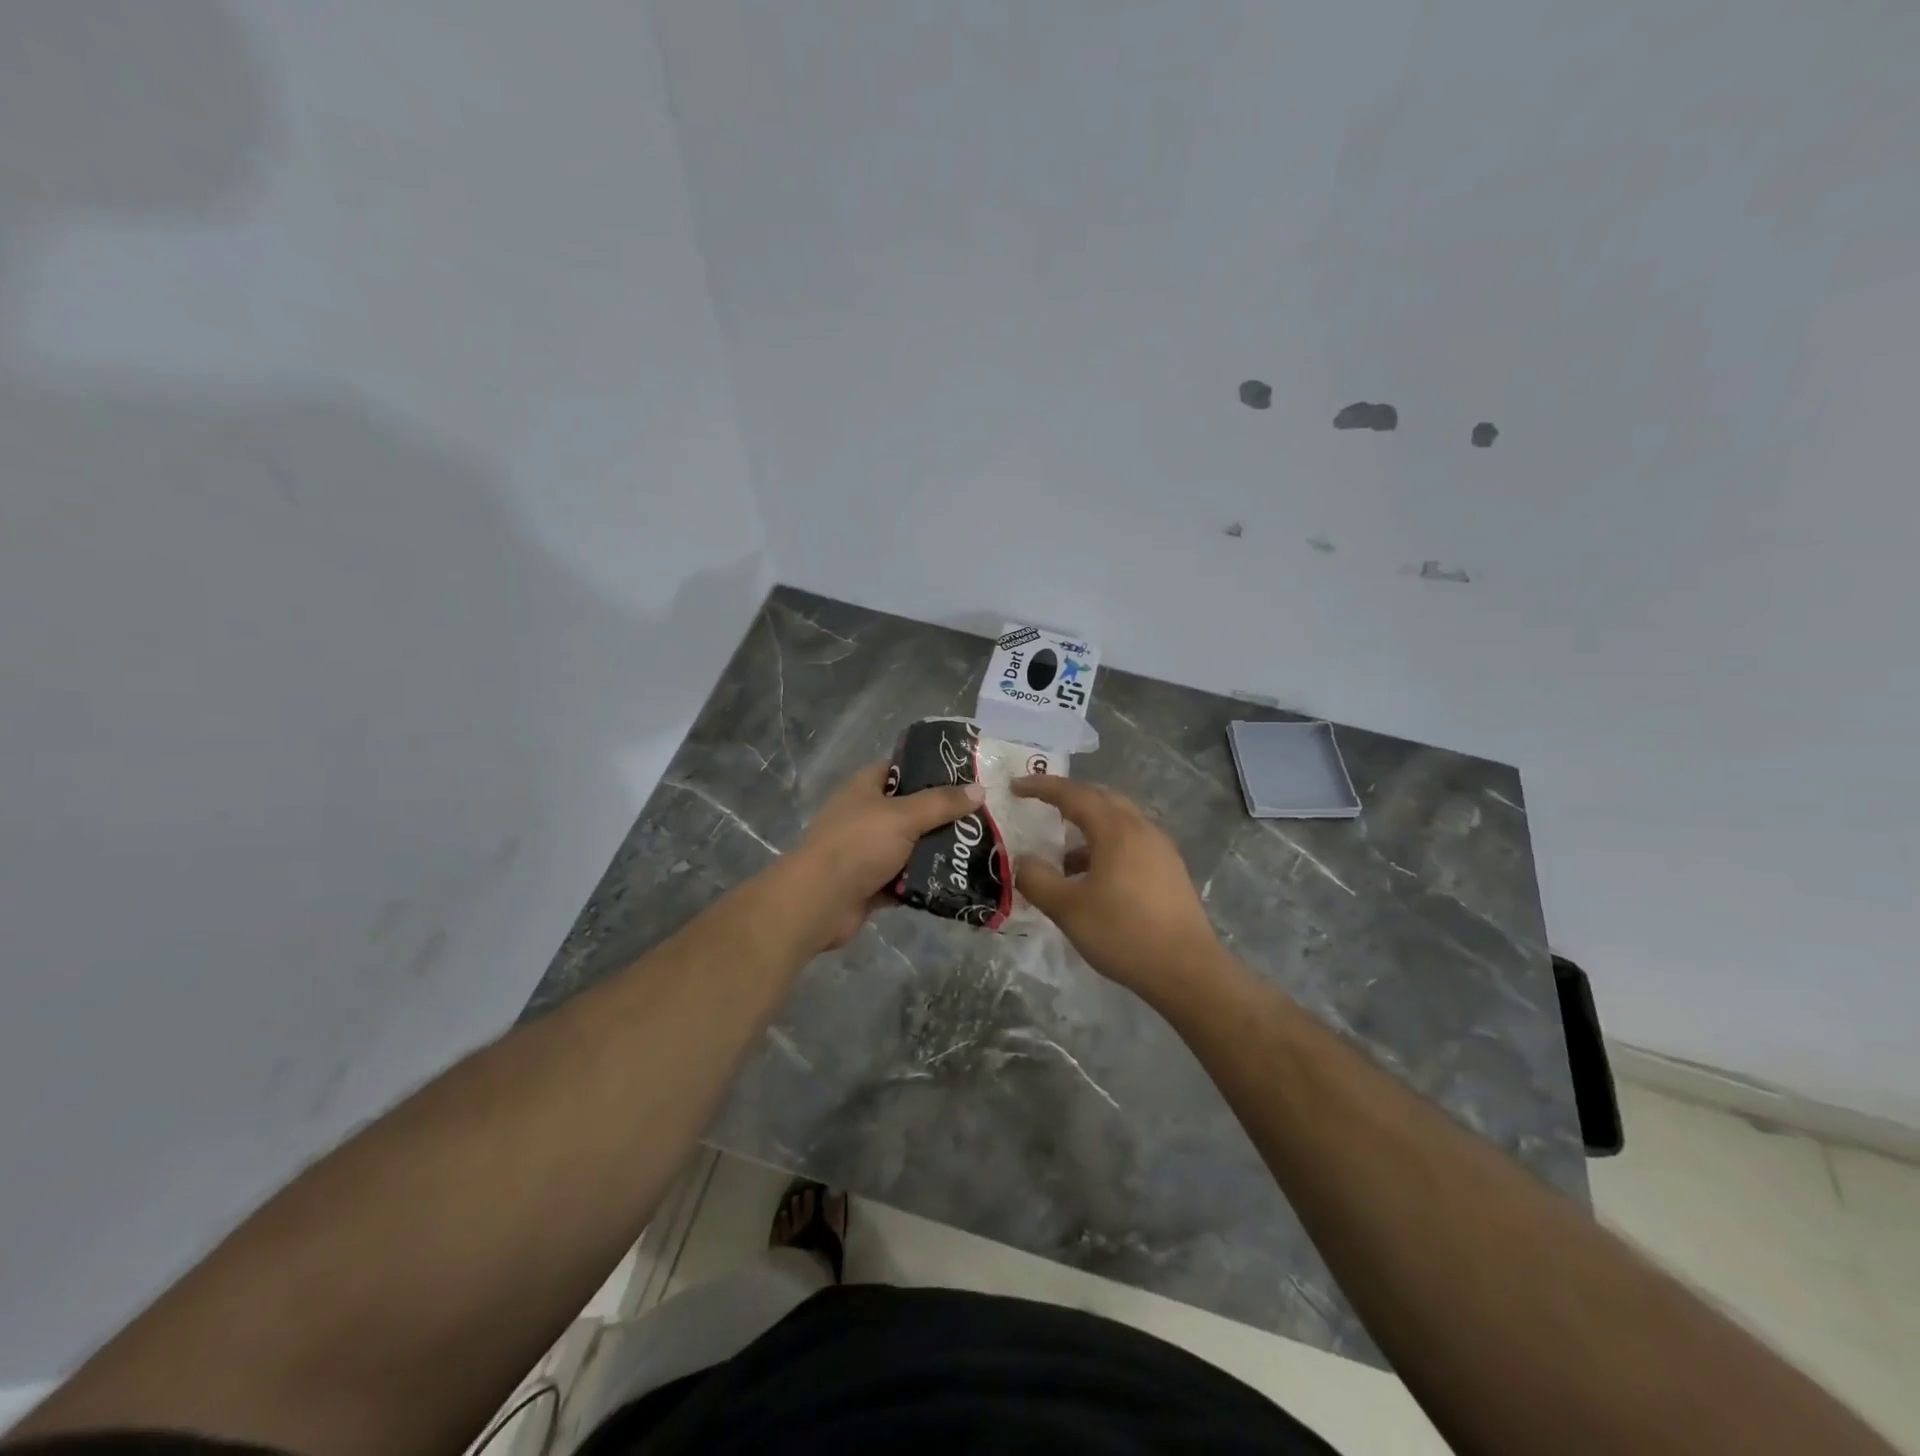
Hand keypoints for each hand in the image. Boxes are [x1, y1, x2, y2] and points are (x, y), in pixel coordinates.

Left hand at [789, 760, 984, 949]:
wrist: (819, 901)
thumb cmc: (858, 845)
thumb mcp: (904, 816)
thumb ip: (941, 803)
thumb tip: (979, 789)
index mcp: (865, 788)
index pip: (900, 768)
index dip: (930, 768)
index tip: (965, 775)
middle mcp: (865, 815)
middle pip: (910, 809)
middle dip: (942, 815)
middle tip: (981, 817)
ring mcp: (867, 851)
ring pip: (910, 846)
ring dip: (936, 850)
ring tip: (976, 849)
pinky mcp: (871, 883)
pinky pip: (905, 878)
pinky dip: (924, 880)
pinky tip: (956, 879)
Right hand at [1011, 776, 1226, 1006]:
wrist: (1187, 970)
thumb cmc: (1123, 933)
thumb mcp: (1068, 910)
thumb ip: (1037, 880)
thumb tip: (1023, 861)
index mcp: (1116, 829)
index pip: (1073, 794)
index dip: (1041, 787)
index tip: (1015, 787)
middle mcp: (1141, 828)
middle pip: (1100, 798)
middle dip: (1068, 797)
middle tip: (1040, 805)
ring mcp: (1160, 849)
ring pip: (1118, 821)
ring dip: (1087, 826)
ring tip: (1062, 855)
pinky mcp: (1170, 870)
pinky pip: (1131, 841)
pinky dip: (1105, 845)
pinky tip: (1093, 877)